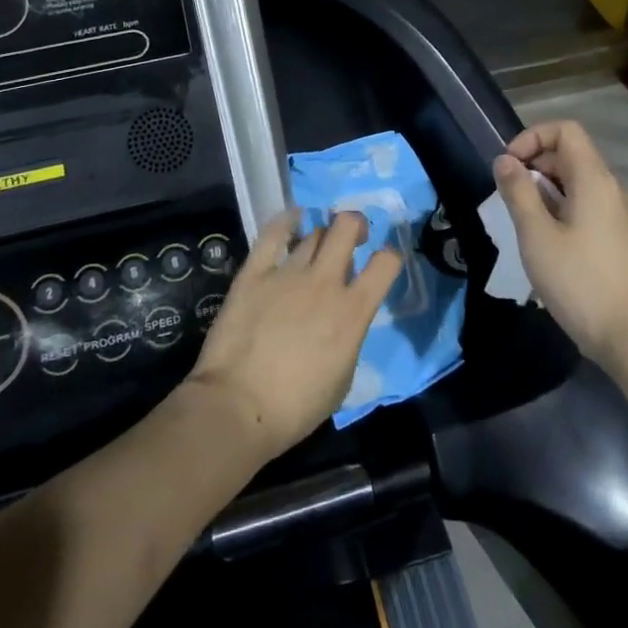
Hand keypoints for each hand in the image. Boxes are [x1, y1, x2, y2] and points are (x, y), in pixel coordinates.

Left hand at [187, 210, 400, 459]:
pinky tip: (292, 219)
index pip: (386, 263)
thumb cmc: (296, 407)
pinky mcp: (255, 272)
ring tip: (316, 246)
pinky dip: (286, 222)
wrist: (237, 407)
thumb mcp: (343, 379)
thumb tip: (343, 319)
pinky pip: (273, 234)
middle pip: (347, 226)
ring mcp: (288, 273)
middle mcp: (325, 282)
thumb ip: (350, 338)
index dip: (390, 257)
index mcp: (353, 312)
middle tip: (352, 239)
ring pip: (314, 232)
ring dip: (321, 236)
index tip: (382, 262)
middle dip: (355, 225)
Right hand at [493, 120, 627, 368]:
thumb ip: (518, 192)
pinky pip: (581, 204)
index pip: (565, 130)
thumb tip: (504, 160)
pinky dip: (556, 208)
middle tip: (507, 196)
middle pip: (568, 154)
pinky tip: (540, 240)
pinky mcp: (613, 235)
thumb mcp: (536, 235)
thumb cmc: (579, 281)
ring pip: (573, 181)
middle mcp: (608, 188)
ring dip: (542, 189)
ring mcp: (613, 213)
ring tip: (519, 220)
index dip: (532, 137)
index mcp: (593, 179)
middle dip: (533, 164)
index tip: (508, 165)